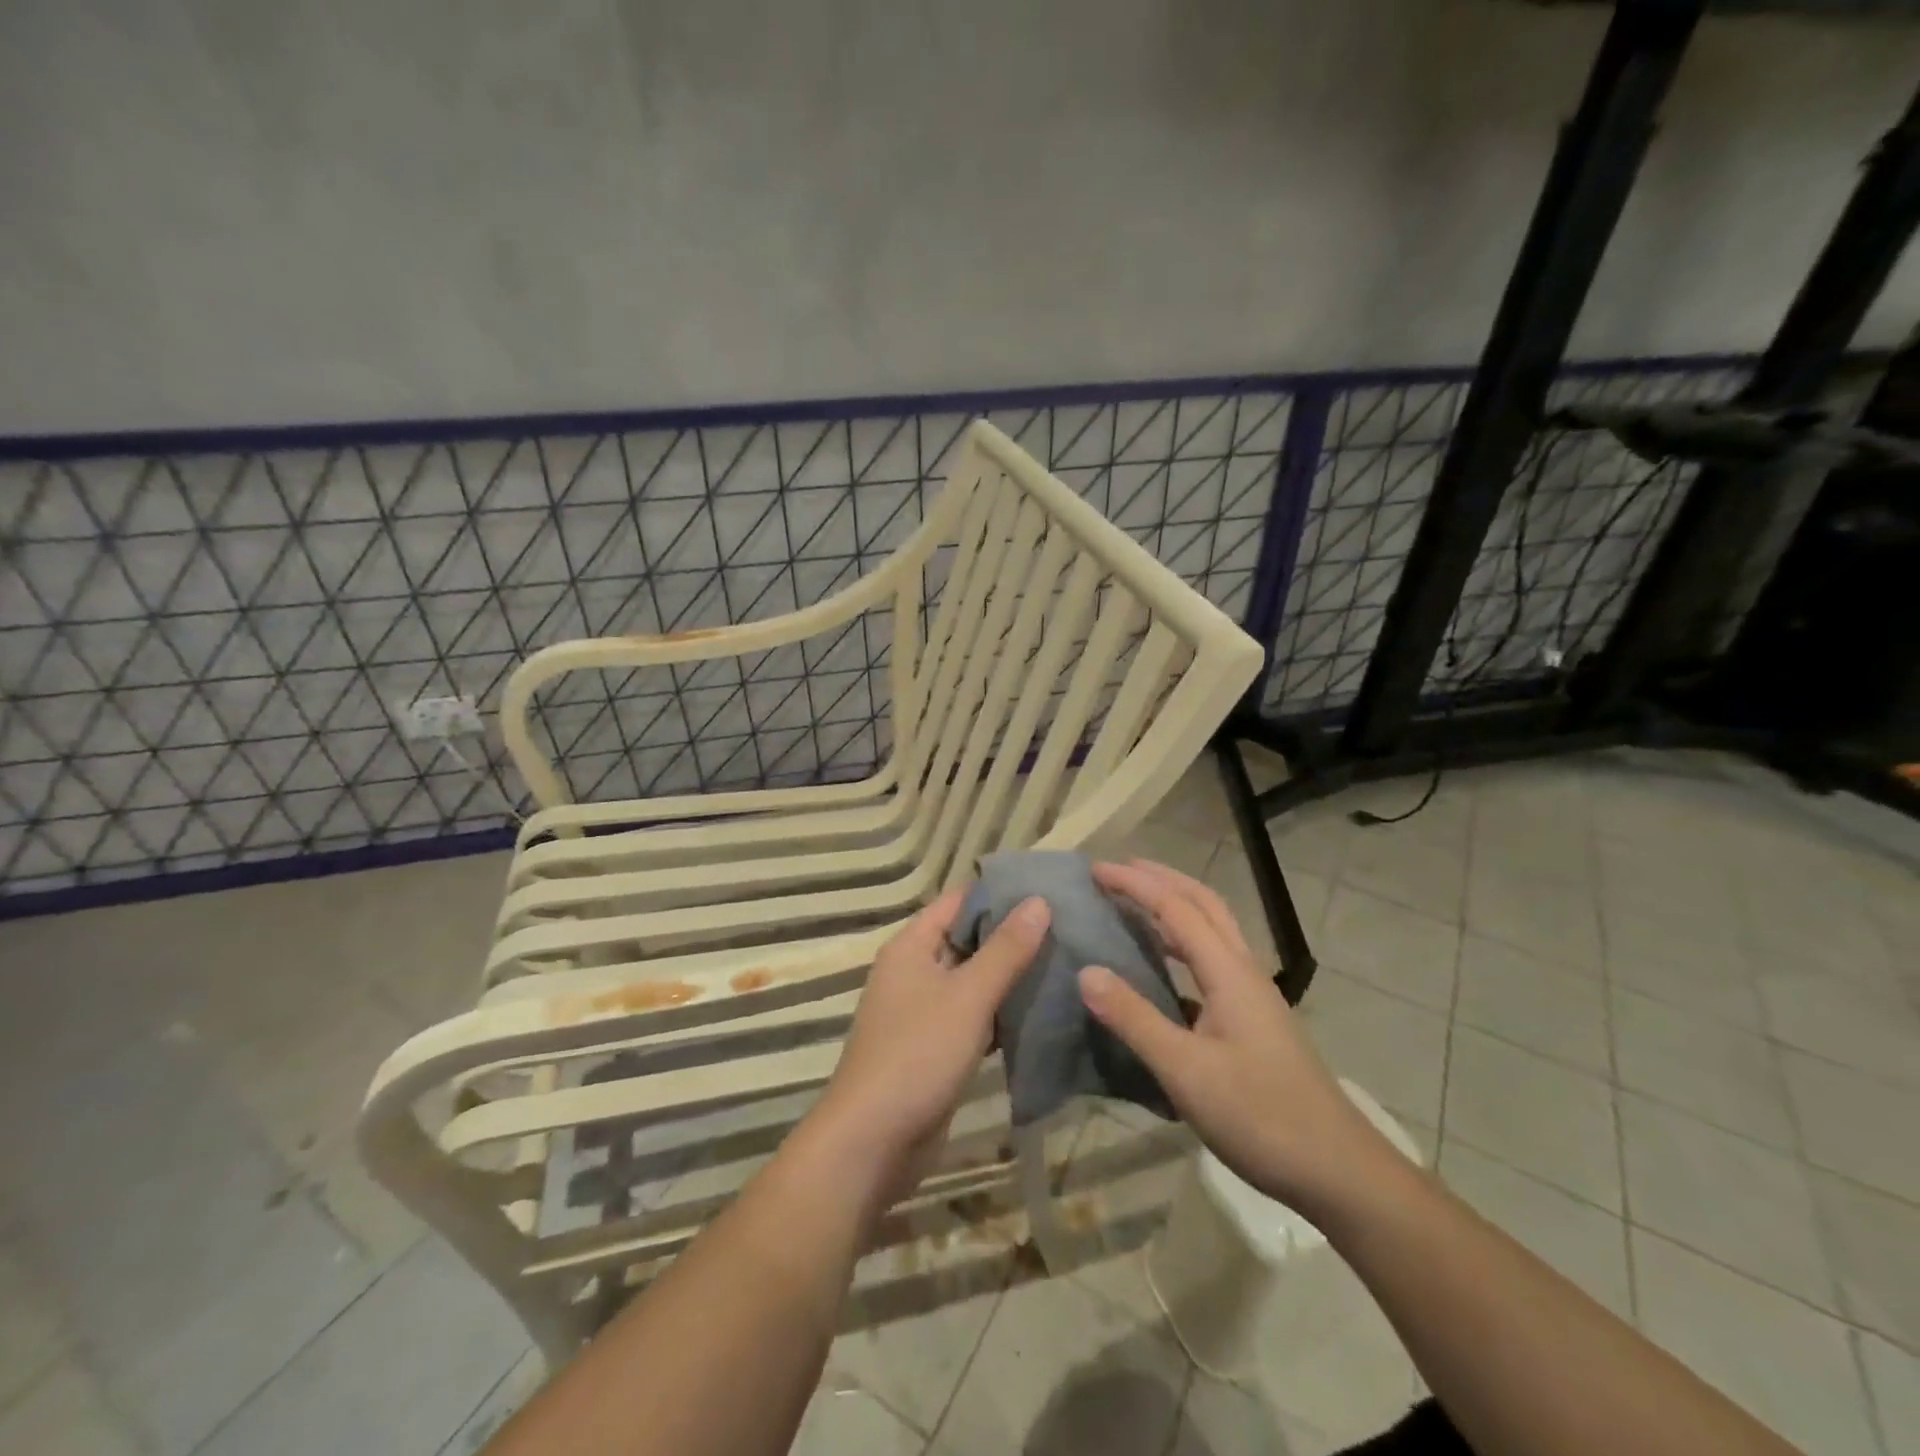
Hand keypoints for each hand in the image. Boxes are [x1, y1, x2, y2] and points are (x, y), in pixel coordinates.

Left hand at [817, 887, 1050, 1191]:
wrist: (872, 1142)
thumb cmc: (917, 1054)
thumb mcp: (967, 996)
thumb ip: (1005, 950)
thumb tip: (1039, 900)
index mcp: (912, 947)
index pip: (959, 902)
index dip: (1000, 893)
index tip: (1047, 888)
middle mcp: (914, 972)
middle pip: (968, 940)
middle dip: (1012, 935)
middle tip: (1068, 926)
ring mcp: (923, 1013)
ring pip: (973, 982)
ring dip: (1011, 976)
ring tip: (1066, 962)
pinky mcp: (935, 1049)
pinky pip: (973, 1018)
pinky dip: (1001, 1014)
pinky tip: (1042, 1012)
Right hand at [1080, 860, 1412, 1224]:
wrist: (1337, 1170)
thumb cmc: (1260, 1116)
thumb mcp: (1185, 1070)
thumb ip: (1134, 1018)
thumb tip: (1086, 971)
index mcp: (1229, 972)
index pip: (1176, 908)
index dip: (1135, 884)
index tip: (1095, 869)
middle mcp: (1244, 971)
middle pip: (1204, 904)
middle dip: (1161, 879)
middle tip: (1118, 870)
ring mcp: (1253, 996)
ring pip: (1213, 930)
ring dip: (1176, 906)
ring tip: (1136, 904)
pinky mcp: (1254, 1020)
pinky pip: (1213, 961)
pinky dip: (1184, 944)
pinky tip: (1163, 969)